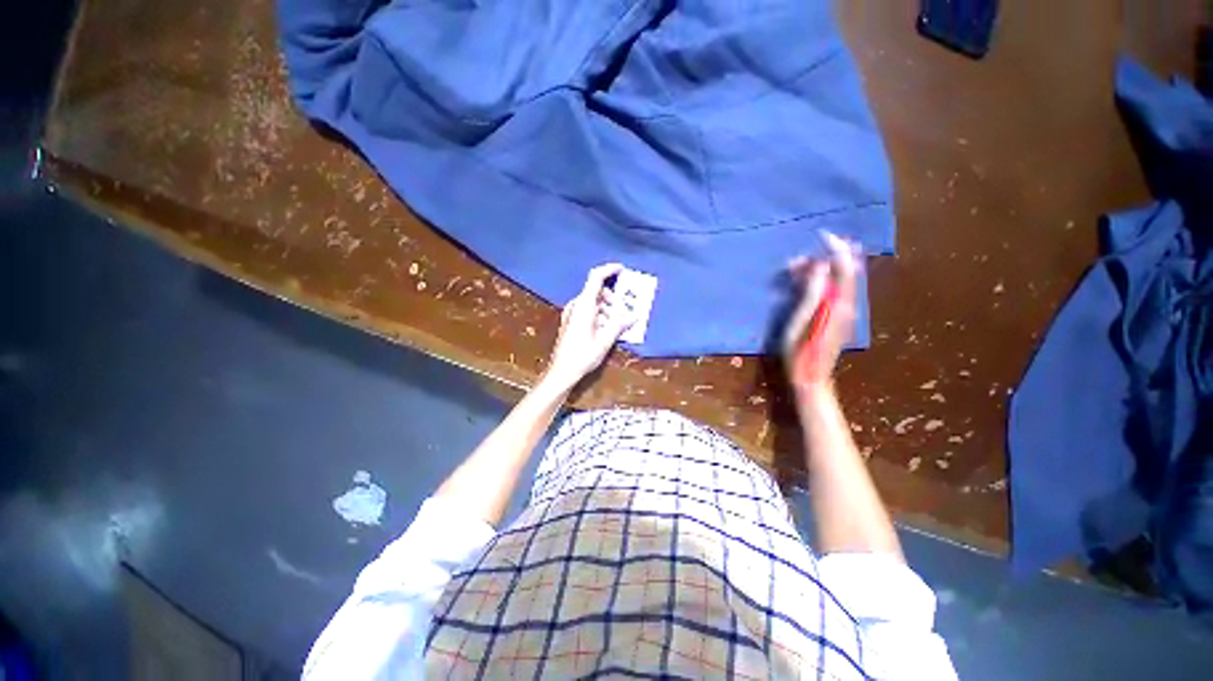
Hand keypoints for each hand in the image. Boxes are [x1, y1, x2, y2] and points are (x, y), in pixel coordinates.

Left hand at [542, 264, 634, 392]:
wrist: (562, 371)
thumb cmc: (583, 355)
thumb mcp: (605, 340)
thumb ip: (620, 325)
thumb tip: (635, 315)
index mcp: (584, 306)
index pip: (596, 278)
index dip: (609, 270)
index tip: (622, 269)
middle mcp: (576, 306)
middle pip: (597, 291)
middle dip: (613, 298)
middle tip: (624, 311)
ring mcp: (572, 313)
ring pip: (593, 302)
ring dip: (607, 308)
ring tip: (617, 324)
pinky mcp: (571, 322)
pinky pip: (588, 310)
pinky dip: (599, 314)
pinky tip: (606, 329)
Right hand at [783, 231, 860, 390]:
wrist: (811, 376)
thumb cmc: (800, 349)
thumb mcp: (801, 320)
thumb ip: (812, 292)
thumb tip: (821, 266)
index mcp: (839, 303)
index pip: (845, 267)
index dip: (836, 248)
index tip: (822, 235)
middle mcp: (847, 304)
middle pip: (845, 272)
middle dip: (826, 258)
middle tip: (797, 260)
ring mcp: (844, 311)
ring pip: (839, 280)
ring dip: (821, 270)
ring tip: (795, 269)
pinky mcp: (837, 316)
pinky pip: (834, 290)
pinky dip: (821, 281)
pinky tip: (806, 282)